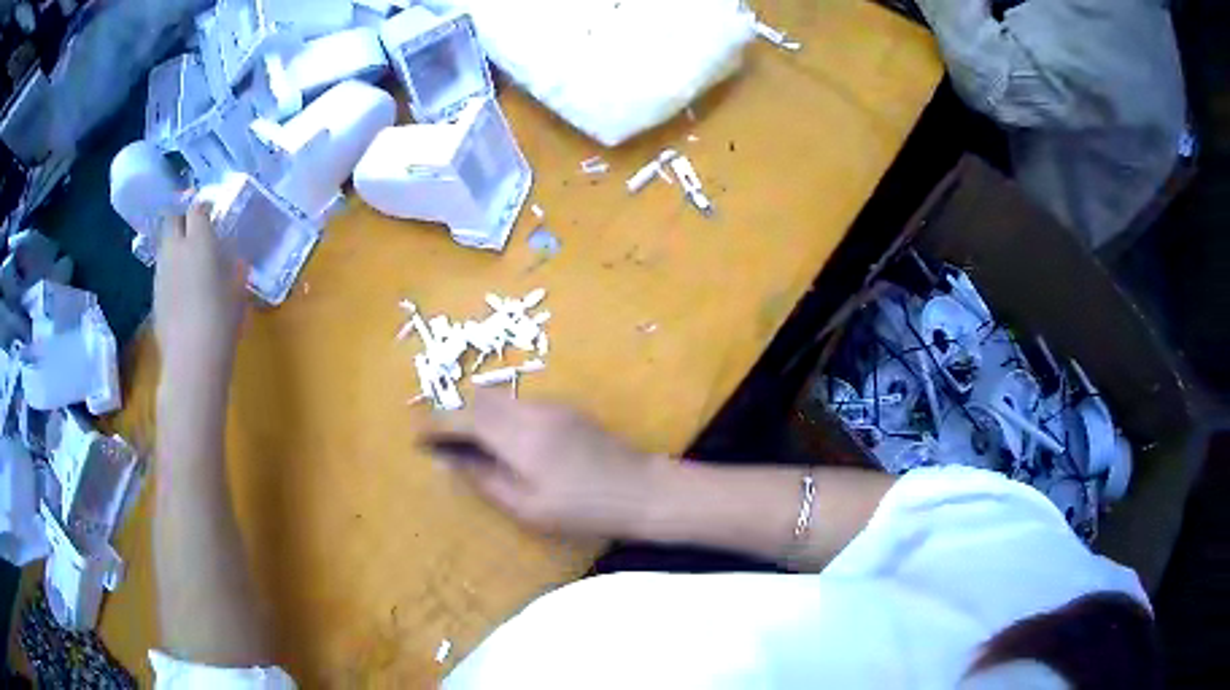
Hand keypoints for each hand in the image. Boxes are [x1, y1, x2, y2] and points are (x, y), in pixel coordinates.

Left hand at [153, 204, 246, 378]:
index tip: (212, 213)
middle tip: (194, 230)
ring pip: (164, 245)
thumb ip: (236, 271)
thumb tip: (237, 262)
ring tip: (188, 260)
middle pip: (172, 219)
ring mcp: (161, 272)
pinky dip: (171, 270)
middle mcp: (176, 249)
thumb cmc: (221, 321)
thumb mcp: (238, 294)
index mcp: (199, 241)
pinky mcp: (155, 295)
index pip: (197, 209)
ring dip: (175, 245)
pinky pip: (162, 270)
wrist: (191, 360)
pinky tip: (182, 288)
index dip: (204, 208)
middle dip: (182, 219)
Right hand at [424, 390, 660, 538]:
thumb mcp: (527, 507)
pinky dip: (500, 416)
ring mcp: (552, 405)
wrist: (640, 490)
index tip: (416, 436)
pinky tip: (505, 443)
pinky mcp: (566, 409)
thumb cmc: (582, 509)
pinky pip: (520, 404)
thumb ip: (483, 479)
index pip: (464, 417)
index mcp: (519, 436)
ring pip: (500, 398)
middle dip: (454, 413)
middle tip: (441, 441)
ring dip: (478, 414)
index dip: (436, 424)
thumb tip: (447, 460)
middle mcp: (532, 410)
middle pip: (480, 398)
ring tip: (469, 445)